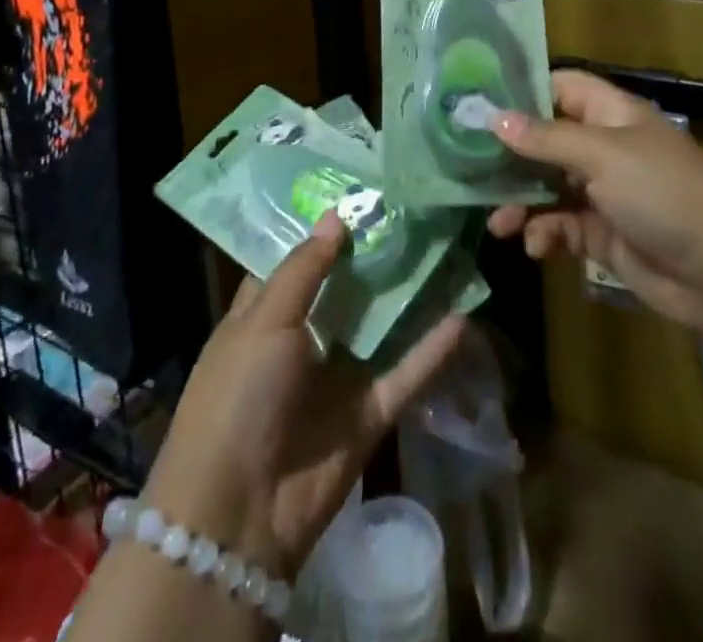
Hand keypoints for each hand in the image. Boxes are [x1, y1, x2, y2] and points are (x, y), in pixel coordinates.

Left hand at [143, 214, 466, 577]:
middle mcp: (304, 339)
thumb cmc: (238, 395)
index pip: (298, 260)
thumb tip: (336, 216)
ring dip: (410, 296)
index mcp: (266, 314)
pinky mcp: (367, 414)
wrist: (238, 514)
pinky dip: (431, 350)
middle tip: (416, 208)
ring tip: (448, 249)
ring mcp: (338, 377)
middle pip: (347, 288)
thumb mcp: (263, 321)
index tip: (361, 189)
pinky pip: (405, 374)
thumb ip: (304, 269)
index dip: (325, 227)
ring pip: (381, 326)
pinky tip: (464, 316)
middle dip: (376, 253)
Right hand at [488, 69, 702, 332]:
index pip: (560, 87)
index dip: (522, 92)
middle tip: (469, 170)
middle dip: (511, 156)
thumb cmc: (662, 192)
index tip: (478, 104)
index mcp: (610, 114)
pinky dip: (546, 234)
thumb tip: (493, 116)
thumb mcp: (602, 155)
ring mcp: (604, 192)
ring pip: (548, 187)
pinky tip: (537, 247)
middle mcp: (605, 147)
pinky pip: (562, 226)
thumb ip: (546, 138)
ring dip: (522, 202)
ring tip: (499, 223)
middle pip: (546, 140)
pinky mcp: (604, 234)